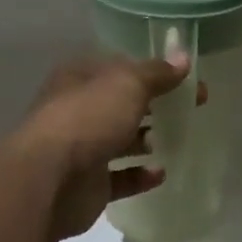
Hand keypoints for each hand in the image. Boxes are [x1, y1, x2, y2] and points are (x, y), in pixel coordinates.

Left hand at [15, 53, 191, 240]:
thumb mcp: (127, 84)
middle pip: (121, 103)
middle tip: (193, 107)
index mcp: (80, 78)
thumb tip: (183, 57)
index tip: (186, 77)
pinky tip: (161, 173)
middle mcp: (77, 110)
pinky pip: (119, 177)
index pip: (119, 67)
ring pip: (119, 140)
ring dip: (145, 139)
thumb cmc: (88, 118)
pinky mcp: (87, 184)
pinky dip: (139, 175)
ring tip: (178, 138)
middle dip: (154, 104)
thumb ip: (156, 73)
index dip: (153, 70)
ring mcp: (80, 148)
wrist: (49, 179)